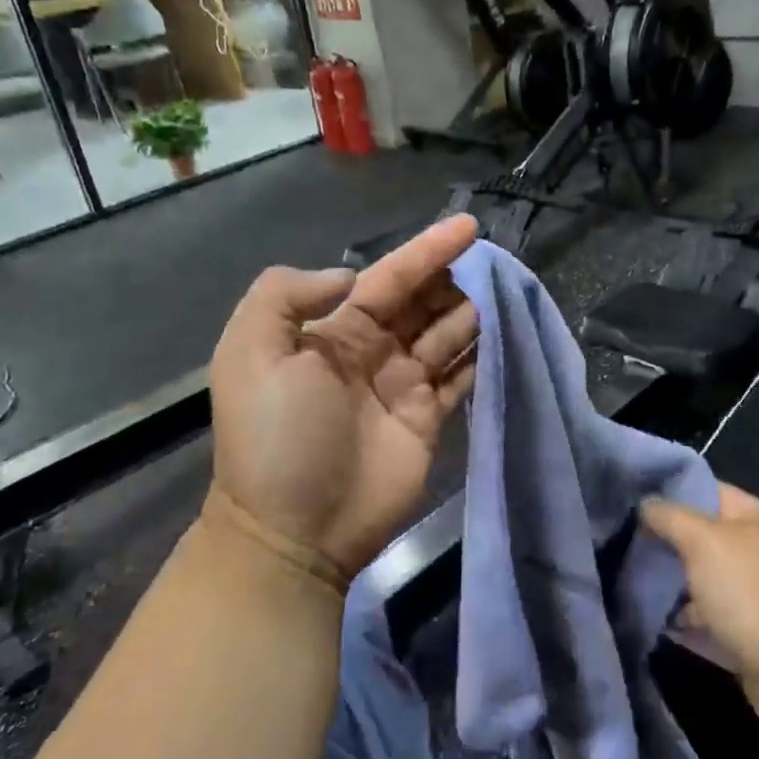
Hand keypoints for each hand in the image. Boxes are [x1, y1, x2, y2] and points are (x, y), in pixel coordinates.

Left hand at [205, 216, 480, 587]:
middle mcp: (371, 350)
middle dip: (453, 277)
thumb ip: (286, 296)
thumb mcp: (249, 354)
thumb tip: (349, 279)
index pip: (387, 278)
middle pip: (422, 301)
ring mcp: (402, 386)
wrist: (294, 531)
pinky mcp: (428, 419)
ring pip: (447, 334)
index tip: (467, 226)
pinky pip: (461, 376)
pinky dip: (482, 354)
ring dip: (474, 310)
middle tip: (494, 259)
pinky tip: (506, 331)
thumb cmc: (276, 437)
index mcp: (331, 331)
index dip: (425, 250)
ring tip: (508, 289)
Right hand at [642, 484, 758, 742]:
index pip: (701, 489)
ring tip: (618, 582)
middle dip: (658, 541)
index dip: (663, 491)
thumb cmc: (756, 595)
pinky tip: (643, 621)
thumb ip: (670, 518)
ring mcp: (752, 597)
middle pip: (697, 538)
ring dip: (665, 585)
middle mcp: (754, 551)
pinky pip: (704, 623)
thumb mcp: (705, 542)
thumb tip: (645, 504)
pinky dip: (679, 622)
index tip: (621, 499)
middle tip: (613, 544)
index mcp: (752, 517)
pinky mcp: (746, 638)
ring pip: (698, 582)